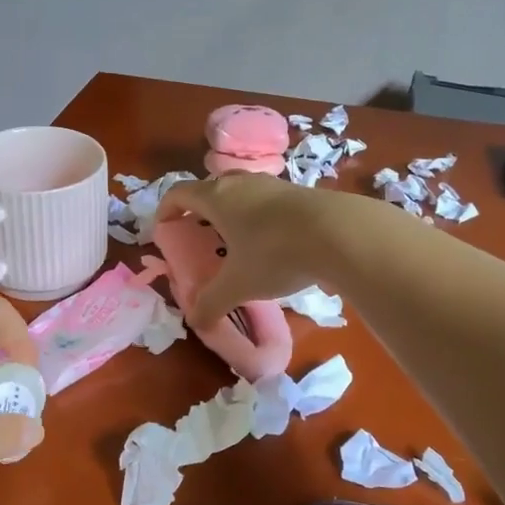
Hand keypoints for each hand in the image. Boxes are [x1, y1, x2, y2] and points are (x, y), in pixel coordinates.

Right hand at [158, 174, 359, 326]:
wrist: (339, 233)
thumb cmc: (275, 253)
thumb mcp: (239, 284)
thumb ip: (212, 302)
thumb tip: (195, 322)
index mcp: (217, 197)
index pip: (179, 193)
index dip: (166, 210)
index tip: (164, 230)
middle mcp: (241, 183)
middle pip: (210, 189)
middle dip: (200, 211)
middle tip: (200, 237)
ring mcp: (273, 184)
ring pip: (241, 193)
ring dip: (232, 213)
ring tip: (236, 243)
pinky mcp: (300, 192)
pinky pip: (267, 201)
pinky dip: (259, 218)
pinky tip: (272, 245)